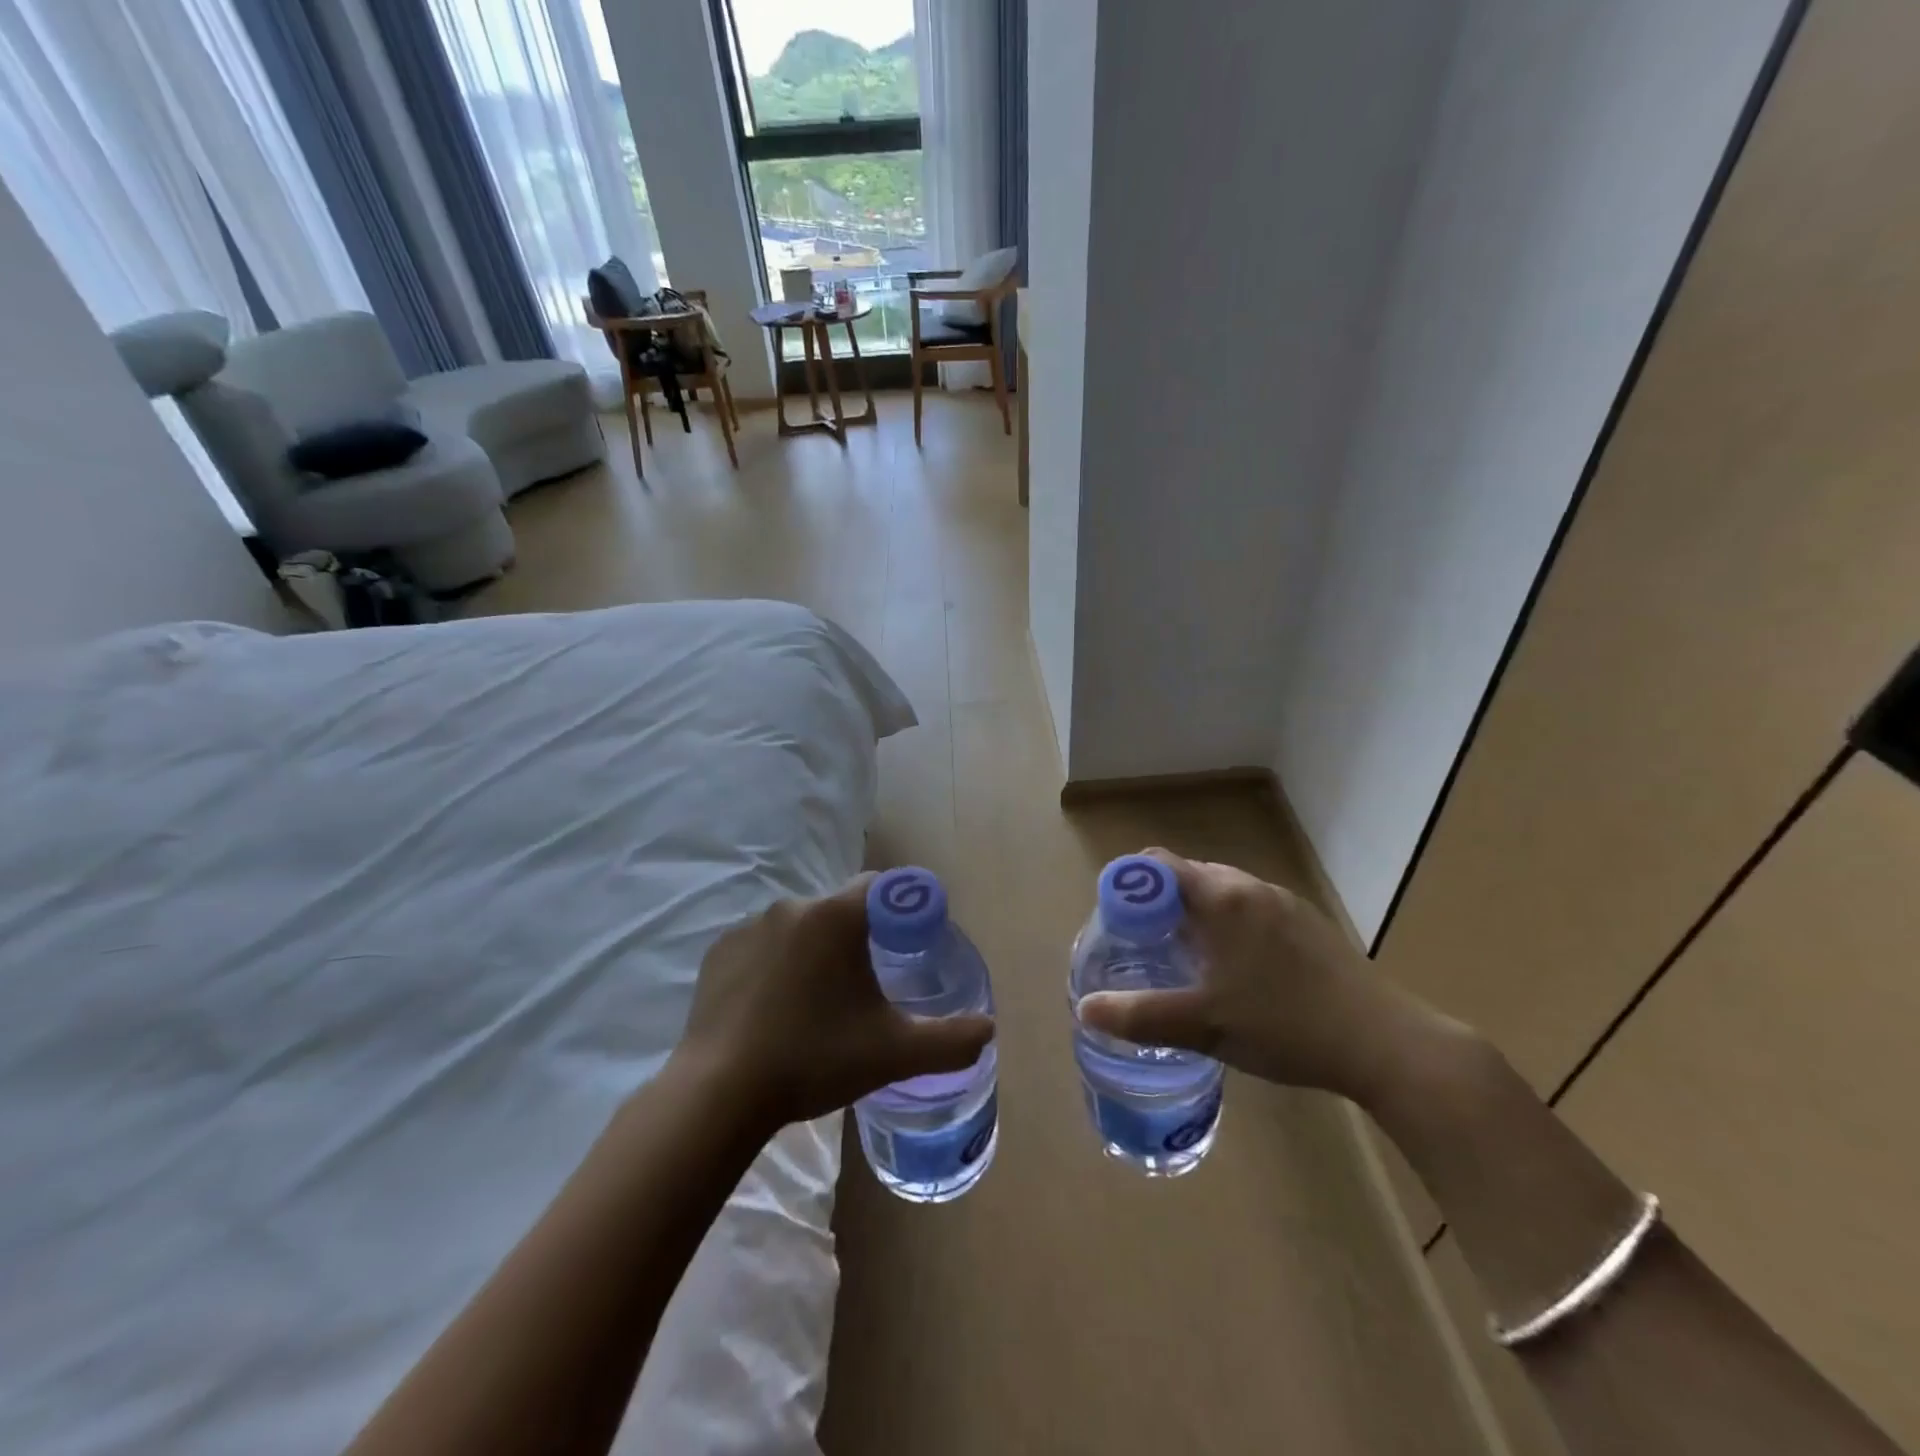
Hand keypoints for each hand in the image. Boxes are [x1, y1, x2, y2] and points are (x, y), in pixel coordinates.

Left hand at [675, 875, 994, 1131]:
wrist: (720, 1094)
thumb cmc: (814, 1059)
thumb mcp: (894, 1053)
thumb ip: (950, 1041)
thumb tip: (988, 1030)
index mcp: (836, 915)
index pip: (882, 886)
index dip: (902, 910)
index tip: (908, 946)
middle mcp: (792, 906)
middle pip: (840, 909)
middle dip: (858, 937)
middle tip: (867, 986)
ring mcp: (749, 928)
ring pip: (799, 928)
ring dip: (814, 952)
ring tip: (817, 1004)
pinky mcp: (718, 953)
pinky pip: (761, 947)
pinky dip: (775, 966)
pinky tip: (774, 1010)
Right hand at [1076, 850, 1460, 1104]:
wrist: (1385, 1045)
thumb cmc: (1285, 1025)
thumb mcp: (1204, 1026)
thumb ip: (1141, 1015)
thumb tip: (1086, 1010)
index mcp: (1221, 897)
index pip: (1158, 864)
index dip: (1129, 887)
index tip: (1118, 926)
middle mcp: (1251, 887)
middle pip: (1188, 876)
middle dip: (1159, 905)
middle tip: (1145, 948)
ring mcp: (1285, 903)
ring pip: (1222, 893)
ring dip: (1195, 915)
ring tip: (1186, 961)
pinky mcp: (1308, 925)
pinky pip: (1251, 909)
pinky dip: (1228, 926)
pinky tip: (1237, 972)